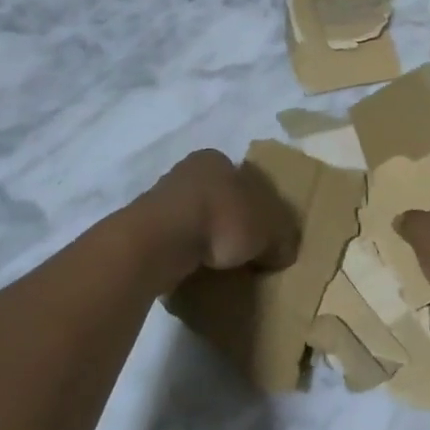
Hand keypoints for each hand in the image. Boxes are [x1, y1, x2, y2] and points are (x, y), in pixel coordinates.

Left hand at [146, 149, 299, 272]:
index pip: (244, 177)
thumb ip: (282, 238)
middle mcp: (187, 171)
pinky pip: (176, 240)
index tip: (264, 231)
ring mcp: (161, 198)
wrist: (161, 240)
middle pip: (218, 197)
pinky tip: (197, 270)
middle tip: (246, 250)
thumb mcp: (269, 229)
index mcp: (217, 159)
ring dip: (207, 238)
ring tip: (222, 266)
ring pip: (195, 218)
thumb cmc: (222, 218)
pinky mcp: (145, 227)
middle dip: (231, 221)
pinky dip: (187, 253)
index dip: (258, 204)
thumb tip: (284, 252)